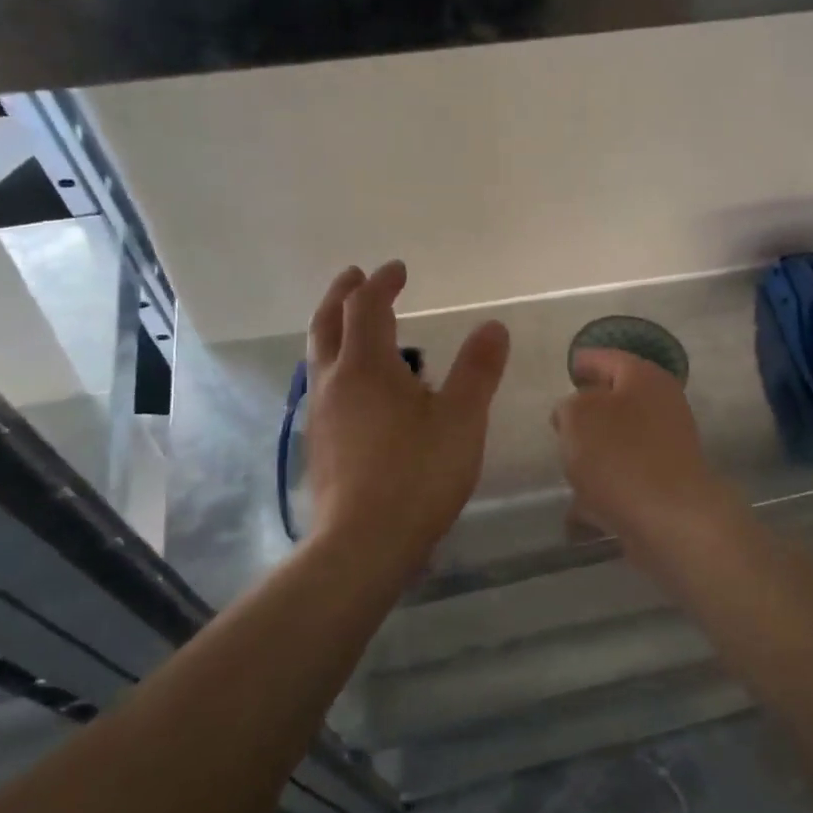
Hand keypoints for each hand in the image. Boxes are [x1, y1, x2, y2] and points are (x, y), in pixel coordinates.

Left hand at [305, 261, 509, 576]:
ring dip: (334, 330)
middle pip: (326, 324)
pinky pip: (323, 387)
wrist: (364, 543)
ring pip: (319, 357)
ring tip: (355, 327)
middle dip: (341, 295)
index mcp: (366, 366)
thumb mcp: (462, 419)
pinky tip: (357, 389)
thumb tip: (493, 326)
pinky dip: (337, 365)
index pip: (366, 306)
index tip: (398, 269)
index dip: (382, 282)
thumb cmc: (418, 474)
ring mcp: (320, 415)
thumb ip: (478, 370)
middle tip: (354, 276)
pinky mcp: (319, 445)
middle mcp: (334, 382)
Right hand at [551, 348, 735, 562]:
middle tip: (561, 420)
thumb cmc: (619, 455)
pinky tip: (579, 511)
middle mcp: (661, 407)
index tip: (569, 367)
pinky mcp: (664, 485)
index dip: (585, 361)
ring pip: (620, 442)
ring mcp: (666, 447)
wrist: (670, 518)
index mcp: (644, 378)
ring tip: (567, 464)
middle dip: (588, 411)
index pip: (609, 358)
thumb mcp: (578, 416)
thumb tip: (574, 412)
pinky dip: (602, 492)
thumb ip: (569, 406)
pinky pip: (624, 480)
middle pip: (617, 400)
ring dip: (595, 453)